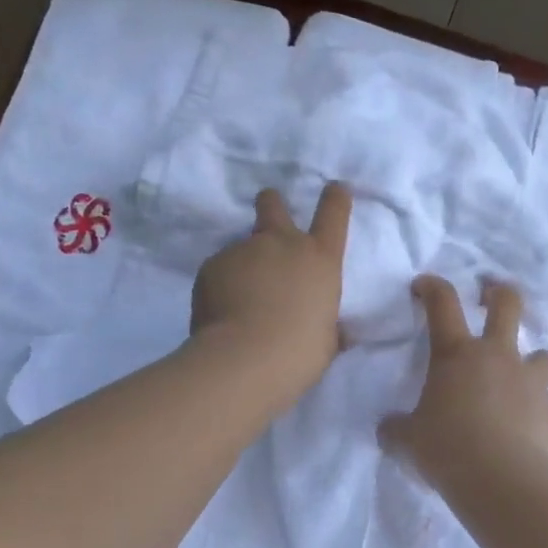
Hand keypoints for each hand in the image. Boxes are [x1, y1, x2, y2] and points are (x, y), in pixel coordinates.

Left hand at [190, 182, 352, 400]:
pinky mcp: (212, 265)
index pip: (333, 213)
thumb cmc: (298, 353)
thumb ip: (327, 326)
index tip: (334, 188)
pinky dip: (220, 286)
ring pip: (242, 247)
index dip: (335, 198)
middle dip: (270, 203)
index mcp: (320, 259)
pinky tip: (221, 312)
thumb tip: (335, 331)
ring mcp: (243, 250)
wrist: (245, 359)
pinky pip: (219, 271)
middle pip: (273, 205)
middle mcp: (282, 243)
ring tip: (239, 301)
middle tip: (267, 209)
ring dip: (243, 265)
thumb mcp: (326, 342)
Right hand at [379, 276, 547, 484]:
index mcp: (456, 354)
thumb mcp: (408, 439)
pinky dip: (536, 408)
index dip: (432, 287)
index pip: (442, 303)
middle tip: (492, 297)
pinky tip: (525, 429)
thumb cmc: (446, 448)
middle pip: (508, 305)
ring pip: (542, 354)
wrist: (503, 480)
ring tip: (520, 379)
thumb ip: (397, 428)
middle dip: (500, 294)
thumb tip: (388, 429)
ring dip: (531, 361)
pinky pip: (546, 401)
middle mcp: (497, 357)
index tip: (423, 286)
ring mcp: (530, 381)